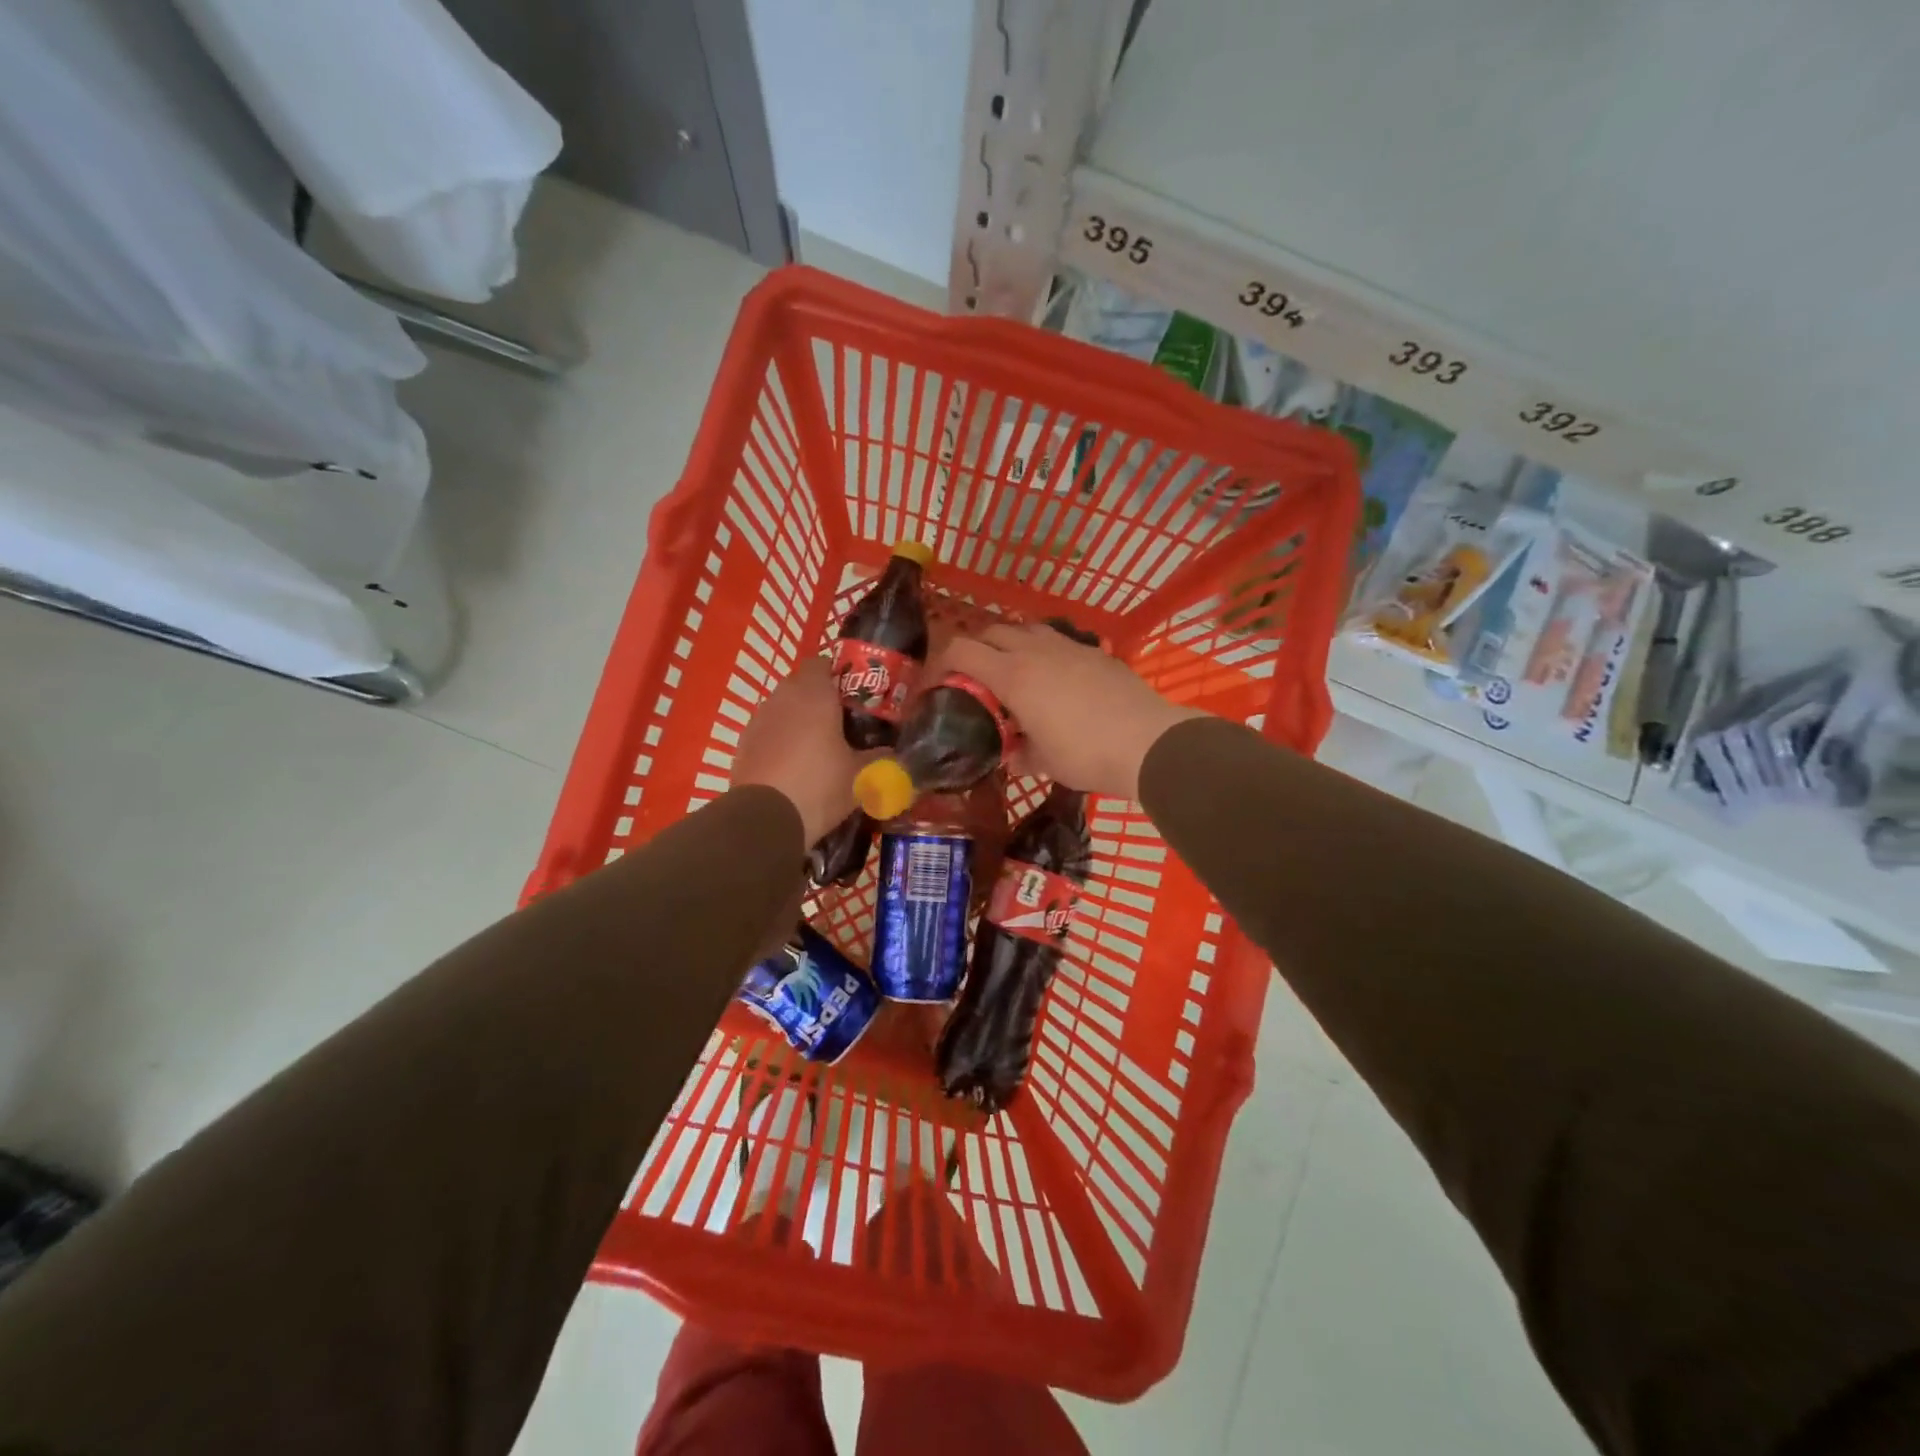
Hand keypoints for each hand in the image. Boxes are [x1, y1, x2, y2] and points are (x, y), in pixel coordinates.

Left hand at [733, 658, 862, 844]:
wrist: (765, 819)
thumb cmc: (820, 786)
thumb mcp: (862, 775)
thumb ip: (880, 758)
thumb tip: (893, 753)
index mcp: (814, 694)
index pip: (823, 663)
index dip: (838, 674)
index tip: (854, 694)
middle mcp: (783, 698)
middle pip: (802, 685)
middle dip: (819, 698)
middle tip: (842, 722)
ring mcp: (758, 720)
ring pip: (783, 708)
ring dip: (798, 720)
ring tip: (818, 747)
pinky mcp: (743, 745)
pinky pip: (768, 732)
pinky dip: (780, 741)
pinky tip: (794, 766)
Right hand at [943, 623, 1204, 800]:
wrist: (1147, 743)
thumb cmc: (1086, 754)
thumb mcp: (1042, 761)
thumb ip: (1018, 753)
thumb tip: (1010, 754)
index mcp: (1013, 675)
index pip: (961, 650)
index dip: (941, 662)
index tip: (937, 682)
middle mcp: (1036, 650)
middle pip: (991, 631)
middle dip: (974, 649)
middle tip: (974, 677)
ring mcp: (1069, 646)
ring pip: (1026, 628)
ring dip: (1010, 643)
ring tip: (1013, 671)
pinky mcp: (1095, 651)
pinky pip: (1058, 640)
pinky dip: (1044, 650)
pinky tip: (1055, 677)